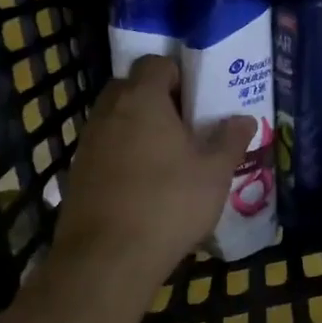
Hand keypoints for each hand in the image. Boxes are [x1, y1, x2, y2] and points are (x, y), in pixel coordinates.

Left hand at [52, 55, 255, 290]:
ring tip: (166, 158)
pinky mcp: (77, 173)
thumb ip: (231, 140)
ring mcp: (88, 142)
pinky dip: (122, 155)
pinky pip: (104, 148)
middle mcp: (109, 112)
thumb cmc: (168, 203)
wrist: (106, 259)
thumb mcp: (214, 173)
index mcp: (142, 99)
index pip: (156, 63)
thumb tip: (244, 119)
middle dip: (156, 99)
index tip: (197, 100)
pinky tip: (143, 185)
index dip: (178, 75)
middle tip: (184, 126)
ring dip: (137, 128)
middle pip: (131, 87)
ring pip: (115, 119)